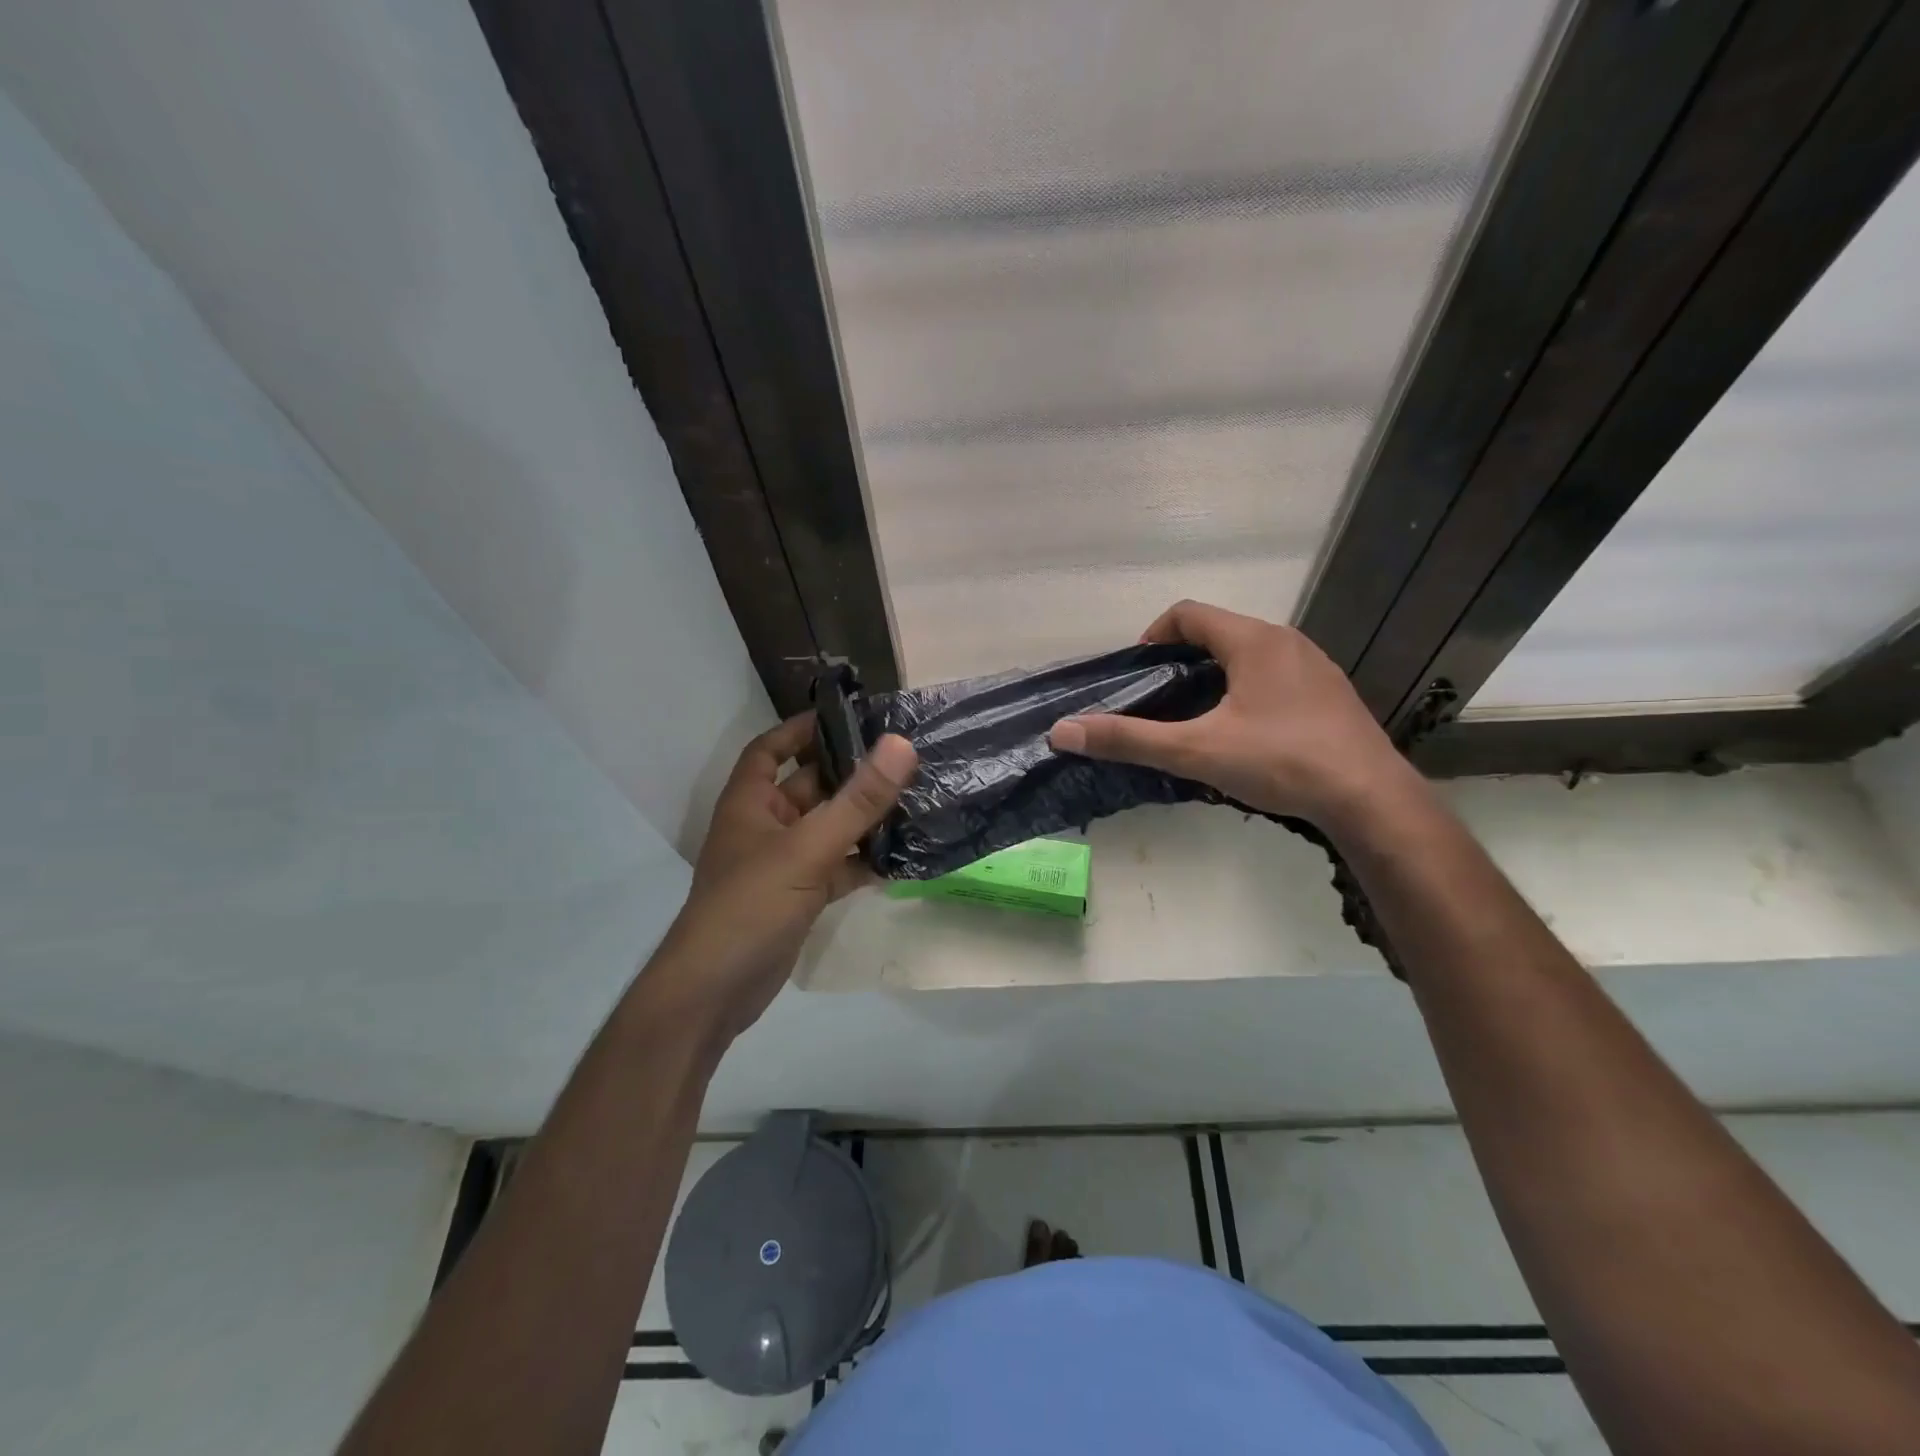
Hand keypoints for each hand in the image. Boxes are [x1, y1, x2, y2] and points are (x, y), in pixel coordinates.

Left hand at [641, 714, 916, 1043]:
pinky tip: (902, 856)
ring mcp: (782, 864)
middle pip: (809, 787)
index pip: (771, 748)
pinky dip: (863, 861)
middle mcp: (764, 827)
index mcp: (750, 802)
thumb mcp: (807, 848)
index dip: (802, 728)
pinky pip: (837, 867)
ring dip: (863, 819)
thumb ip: (857, 800)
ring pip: (828, 829)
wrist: (715, 992)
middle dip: (850, 774)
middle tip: (902, 758)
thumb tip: (900, 744)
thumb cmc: (751, 905)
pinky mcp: (799, 896)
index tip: (849, 716)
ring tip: (913, 800)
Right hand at [1047, 600, 1406, 825]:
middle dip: (1182, 659)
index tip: (1137, 672)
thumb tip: (1063, 731)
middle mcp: (1286, 642)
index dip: (1153, 634)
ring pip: (1250, 656)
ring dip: (1216, 676)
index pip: (1188, 612)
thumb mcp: (1196, 751)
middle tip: (1160, 700)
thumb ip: (1129, 739)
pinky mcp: (1331, 695)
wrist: (1370, 799)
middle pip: (1219, 632)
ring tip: (1197, 718)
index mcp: (1253, 641)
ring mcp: (1315, 667)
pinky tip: (1246, 735)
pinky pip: (1276, 677)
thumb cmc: (1281, 761)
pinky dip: (1248, 691)